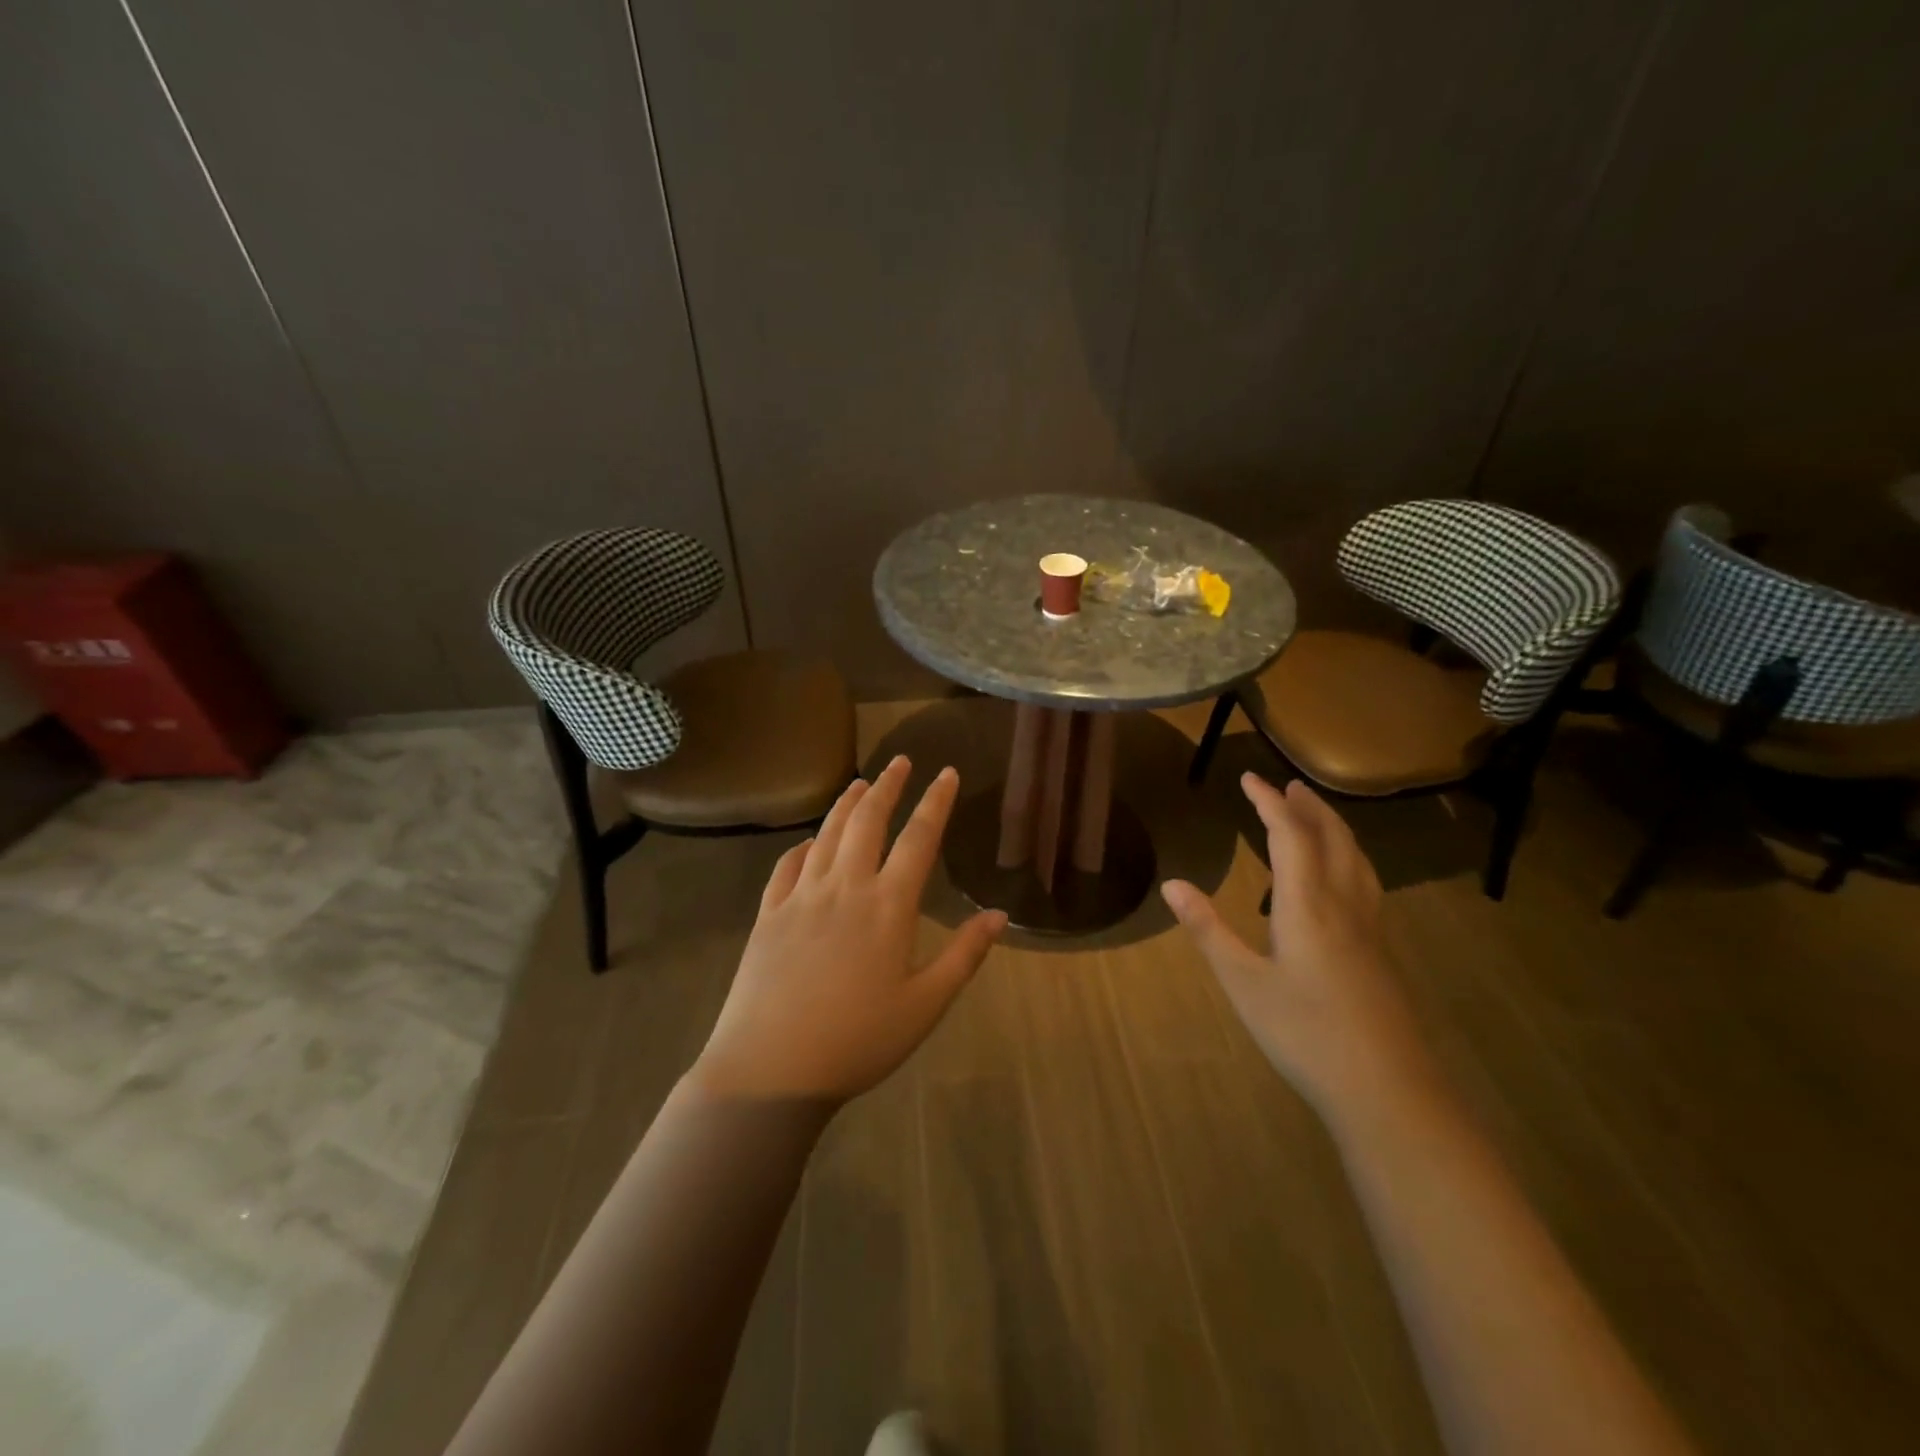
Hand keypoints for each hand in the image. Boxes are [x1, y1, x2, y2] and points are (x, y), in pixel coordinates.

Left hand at [689, 757, 1006, 1102]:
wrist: (770, 1069)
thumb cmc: (858, 1041)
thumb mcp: (925, 1005)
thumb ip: (964, 955)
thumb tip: (1000, 915)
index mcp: (888, 905)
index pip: (919, 838)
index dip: (936, 801)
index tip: (946, 772)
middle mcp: (845, 887)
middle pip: (868, 820)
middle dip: (888, 785)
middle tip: (900, 761)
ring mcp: (801, 897)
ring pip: (827, 834)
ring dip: (846, 804)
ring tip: (859, 782)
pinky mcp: (768, 914)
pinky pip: (787, 866)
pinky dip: (802, 846)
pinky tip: (808, 842)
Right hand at [1161, 774, 1436, 1123]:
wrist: (1387, 1090)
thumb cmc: (1305, 1033)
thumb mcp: (1243, 983)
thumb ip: (1209, 930)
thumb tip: (1172, 885)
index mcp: (1307, 906)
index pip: (1290, 836)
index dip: (1269, 803)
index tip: (1249, 778)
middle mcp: (1344, 905)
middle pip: (1332, 839)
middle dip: (1308, 807)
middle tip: (1287, 785)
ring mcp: (1370, 929)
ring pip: (1356, 859)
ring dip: (1334, 828)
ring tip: (1315, 814)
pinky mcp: (1381, 952)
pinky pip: (1365, 882)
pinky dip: (1348, 857)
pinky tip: (1341, 878)